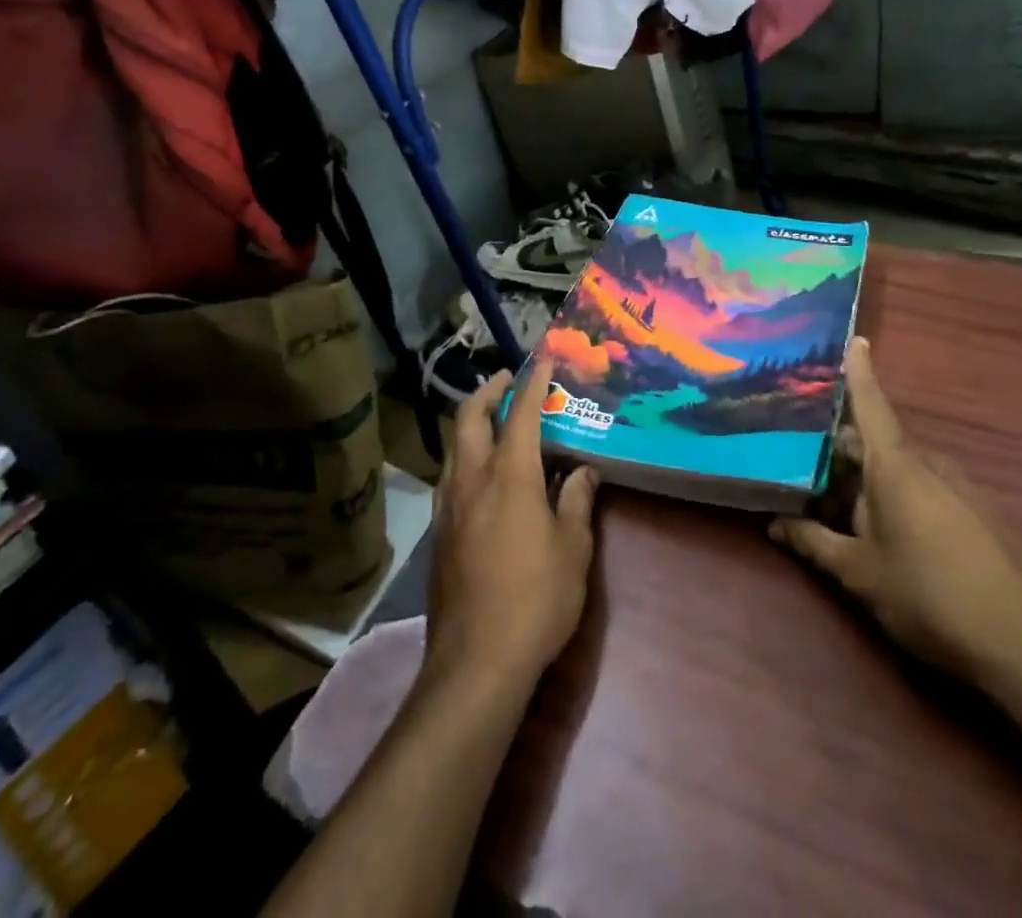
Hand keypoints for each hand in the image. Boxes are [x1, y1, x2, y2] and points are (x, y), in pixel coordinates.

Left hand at [424, 358, 598, 695]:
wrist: (475, 662)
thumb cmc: (536, 600)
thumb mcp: (572, 550)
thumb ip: (577, 503)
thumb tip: (583, 472)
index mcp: (510, 476)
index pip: (521, 414)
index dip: (533, 382)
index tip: (542, 358)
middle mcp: (472, 479)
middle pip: (471, 418)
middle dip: (488, 391)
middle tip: (507, 381)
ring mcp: (448, 505)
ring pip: (455, 446)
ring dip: (473, 422)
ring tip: (495, 421)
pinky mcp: (438, 532)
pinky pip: (450, 475)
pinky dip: (465, 455)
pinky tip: (481, 474)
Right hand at [771, 337, 1021, 685]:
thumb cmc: (929, 596)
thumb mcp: (859, 573)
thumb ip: (813, 543)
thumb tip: (773, 523)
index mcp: (897, 467)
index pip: (871, 406)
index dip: (860, 372)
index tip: (857, 338)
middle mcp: (930, 466)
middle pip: (879, 443)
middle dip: (843, 452)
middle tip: (805, 463)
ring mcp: (962, 490)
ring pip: (903, 470)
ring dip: (870, 480)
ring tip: (838, 504)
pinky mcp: (982, 516)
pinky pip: (929, 491)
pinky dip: (900, 498)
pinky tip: (888, 533)